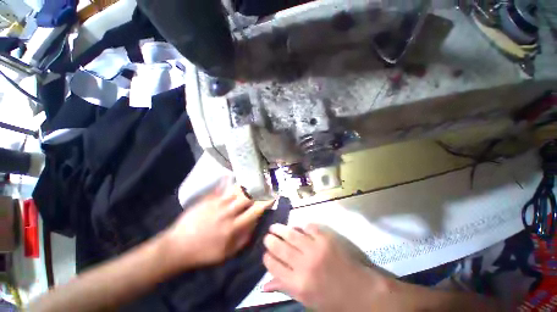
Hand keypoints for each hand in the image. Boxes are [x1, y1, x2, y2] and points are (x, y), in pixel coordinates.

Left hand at [163, 181, 274, 269]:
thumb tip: (255, 222)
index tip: (273, 196)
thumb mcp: (227, 252)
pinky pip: (221, 188)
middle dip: (258, 189)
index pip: (255, 211)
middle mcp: (228, 212)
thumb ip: (244, 237)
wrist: (178, 246)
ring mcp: (217, 204)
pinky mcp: (208, 200)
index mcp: (234, 227)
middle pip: (247, 196)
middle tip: (265, 184)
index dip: (266, 202)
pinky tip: (232, 175)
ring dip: (246, 184)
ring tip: (253, 179)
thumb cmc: (205, 252)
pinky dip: (228, 181)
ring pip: (236, 190)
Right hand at [263, 224, 392, 311]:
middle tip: (267, 236)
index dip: (267, 258)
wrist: (362, 291)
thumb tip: (264, 285)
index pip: (274, 266)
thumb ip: (285, 289)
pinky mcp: (326, 238)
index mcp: (298, 284)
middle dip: (270, 241)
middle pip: (280, 248)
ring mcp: (316, 248)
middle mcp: (304, 265)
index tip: (265, 253)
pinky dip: (302, 227)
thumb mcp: (307, 301)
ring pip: (292, 234)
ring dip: (281, 229)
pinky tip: (298, 228)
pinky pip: (308, 227)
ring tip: (274, 226)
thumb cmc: (333, 301)